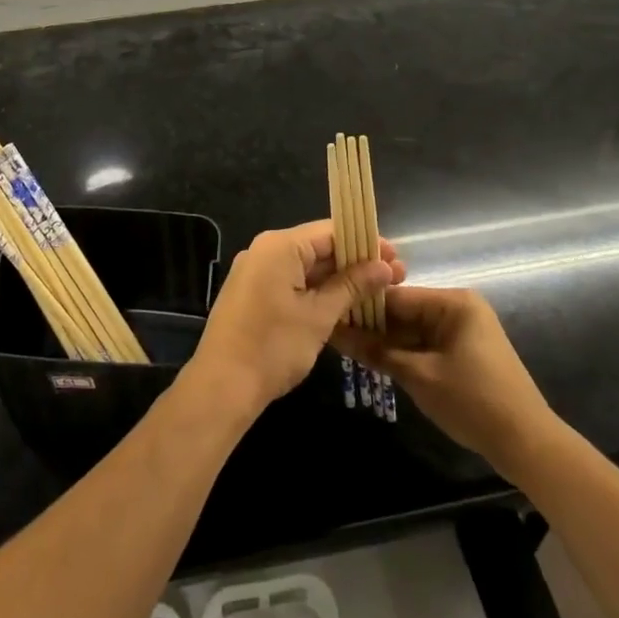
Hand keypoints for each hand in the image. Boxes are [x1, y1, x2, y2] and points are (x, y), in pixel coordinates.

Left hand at [190, 221, 404, 419]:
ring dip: (339, 280)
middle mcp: (264, 251)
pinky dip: (317, 291)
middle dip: (356, 263)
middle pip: (319, 247)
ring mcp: (255, 272)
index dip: (365, 243)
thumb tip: (384, 266)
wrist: (222, 386)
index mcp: (279, 246)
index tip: (396, 258)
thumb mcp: (319, 316)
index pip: (331, 231)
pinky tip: (344, 306)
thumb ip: (352, 286)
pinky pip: (291, 282)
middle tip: (394, 278)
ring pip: (306, 267)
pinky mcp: (253, 294)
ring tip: (375, 293)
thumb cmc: (274, 346)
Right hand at [333, 286, 552, 477]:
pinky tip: (376, 362)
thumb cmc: (473, 401)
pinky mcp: (463, 352)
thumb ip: (377, 352)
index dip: (362, 308)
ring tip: (346, 349)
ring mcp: (462, 331)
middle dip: (372, 326)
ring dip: (385, 342)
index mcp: (453, 302)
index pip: (396, 296)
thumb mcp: (419, 376)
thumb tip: (336, 333)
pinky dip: (403, 354)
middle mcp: (458, 308)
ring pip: (412, 330)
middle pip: (404, 312)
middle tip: (334, 337)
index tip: (330, 316)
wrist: (527, 444)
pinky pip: (425, 344)